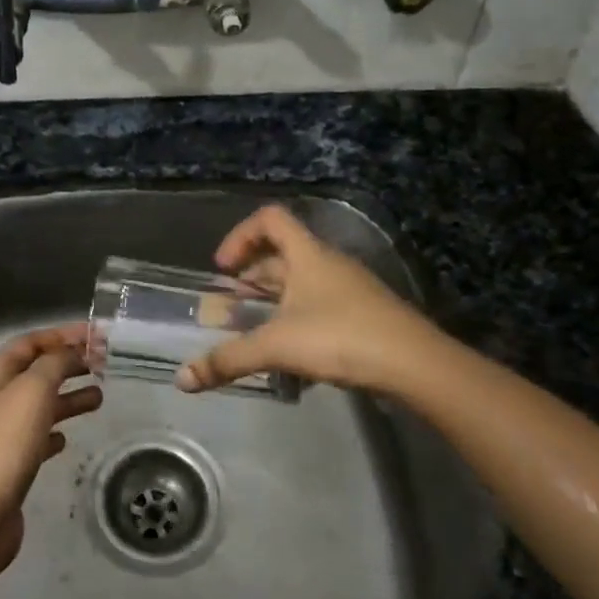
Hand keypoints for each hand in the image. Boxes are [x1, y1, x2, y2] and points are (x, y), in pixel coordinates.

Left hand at [0, 325, 101, 567]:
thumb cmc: (5, 445)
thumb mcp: (32, 392)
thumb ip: (54, 364)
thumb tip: (70, 352)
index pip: (29, 342)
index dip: (61, 334)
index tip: (96, 335)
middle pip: (35, 372)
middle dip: (68, 364)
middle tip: (103, 365)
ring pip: (38, 405)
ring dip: (67, 398)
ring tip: (100, 398)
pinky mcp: (8, 466)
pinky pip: (34, 439)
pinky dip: (53, 432)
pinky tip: (66, 439)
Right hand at [174, 205, 437, 397]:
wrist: (416, 365)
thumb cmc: (341, 338)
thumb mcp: (277, 347)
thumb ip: (229, 360)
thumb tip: (182, 379)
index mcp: (308, 255)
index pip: (270, 219)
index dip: (240, 236)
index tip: (223, 268)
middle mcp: (329, 264)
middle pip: (282, 254)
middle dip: (252, 277)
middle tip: (230, 304)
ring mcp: (350, 289)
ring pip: (302, 283)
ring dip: (274, 300)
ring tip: (254, 330)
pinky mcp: (364, 315)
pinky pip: (320, 305)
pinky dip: (297, 319)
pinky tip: (291, 353)